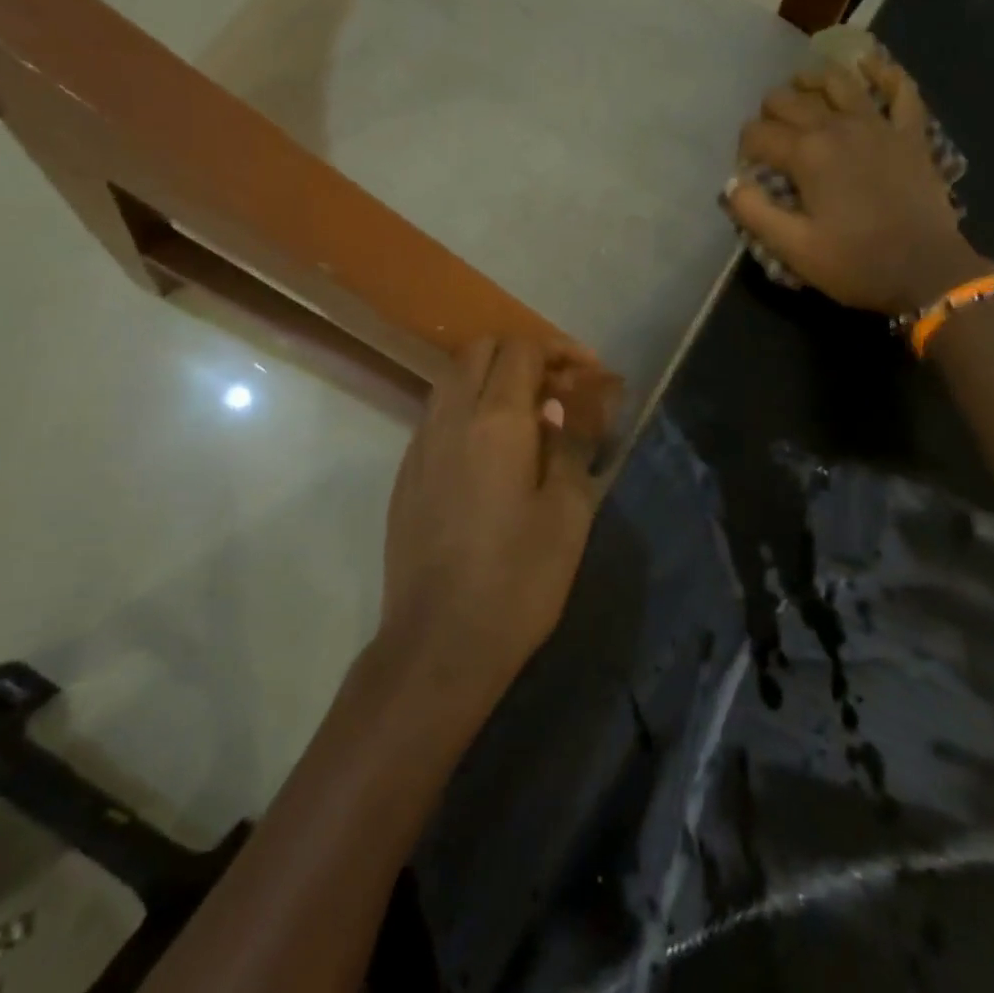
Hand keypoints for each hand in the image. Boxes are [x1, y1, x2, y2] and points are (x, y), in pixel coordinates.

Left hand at [378, 338, 616, 710]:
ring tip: (526, 415)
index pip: (522, 350)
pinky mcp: (405, 472)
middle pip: (480, 351)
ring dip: (490, 378)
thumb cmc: (518, 580)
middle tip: (557, 389)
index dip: (560, 350)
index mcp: (497, 421)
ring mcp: (420, 444)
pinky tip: (490, 451)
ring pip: (452, 378)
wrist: (439, 642)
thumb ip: (573, 443)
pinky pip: (436, 414)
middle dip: (522, 355)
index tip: (588, 374)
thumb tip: (570, 403)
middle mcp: (451, 418)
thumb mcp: (568, 513)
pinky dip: (466, 407)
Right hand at [725, 54, 985, 313]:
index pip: (758, 134)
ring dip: (813, 80)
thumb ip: (754, 212)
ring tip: (800, 85)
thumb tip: (731, 183)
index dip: (745, 148)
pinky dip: (883, 72)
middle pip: (791, 100)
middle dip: (770, 112)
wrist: (926, 272)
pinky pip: (900, 89)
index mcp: (807, 154)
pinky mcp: (911, 133)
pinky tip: (868, 65)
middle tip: (768, 135)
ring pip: (839, 82)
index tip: (747, 169)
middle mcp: (838, 126)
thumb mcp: (792, 248)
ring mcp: (879, 125)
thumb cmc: (854, 263)